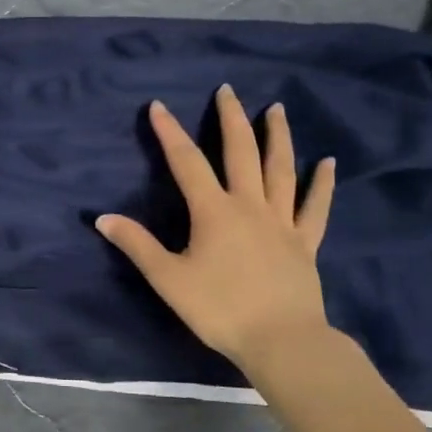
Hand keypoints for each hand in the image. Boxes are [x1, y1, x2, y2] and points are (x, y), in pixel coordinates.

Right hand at [97, 86, 336, 371]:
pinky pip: (315, 207)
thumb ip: (137, 245)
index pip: (187, 162)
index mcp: (214, 212)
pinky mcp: (305, 243)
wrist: (281, 341)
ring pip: (281, 170)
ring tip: (276, 108)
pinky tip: (328, 163)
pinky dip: (322, 184)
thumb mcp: (168, 279)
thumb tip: (103, 218)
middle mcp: (250, 206)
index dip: (170, 132)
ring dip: (277, 137)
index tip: (158, 106)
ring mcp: (282, 222)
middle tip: (227, 90)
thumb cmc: (220, 309)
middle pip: (240, 153)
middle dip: (231, 119)